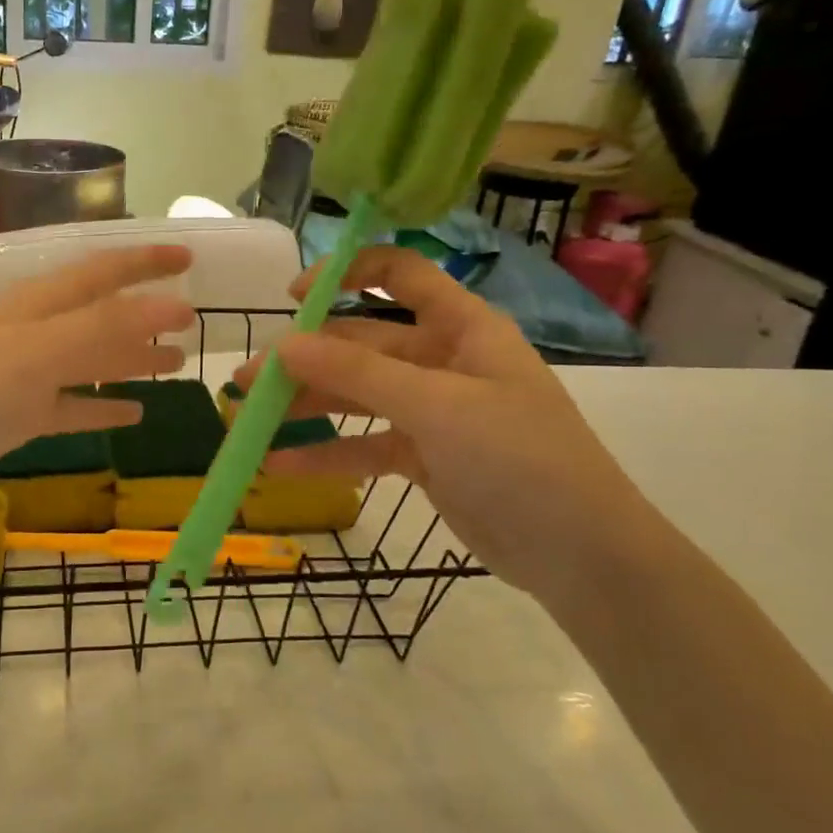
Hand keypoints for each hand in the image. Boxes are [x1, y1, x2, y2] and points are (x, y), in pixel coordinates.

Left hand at [0, 245, 194, 536]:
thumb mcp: (29, 356)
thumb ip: (100, 330)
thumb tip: (172, 305)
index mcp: (27, 308)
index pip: (97, 272)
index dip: (143, 261)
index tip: (189, 256)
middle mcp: (24, 334)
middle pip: (95, 315)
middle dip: (142, 312)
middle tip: (192, 318)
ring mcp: (15, 379)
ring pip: (85, 361)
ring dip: (128, 359)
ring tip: (174, 364)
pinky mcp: (8, 420)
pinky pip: (66, 407)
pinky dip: (99, 406)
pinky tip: (132, 415)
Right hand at [235, 246, 660, 601]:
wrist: (583, 557)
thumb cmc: (521, 459)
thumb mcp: (438, 407)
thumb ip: (359, 372)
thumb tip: (284, 342)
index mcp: (462, 327)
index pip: (400, 275)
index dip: (346, 274)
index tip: (293, 296)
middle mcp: (443, 360)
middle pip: (362, 343)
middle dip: (306, 358)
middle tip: (249, 380)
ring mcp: (432, 410)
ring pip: (357, 395)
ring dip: (307, 404)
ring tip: (250, 419)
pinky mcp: (423, 456)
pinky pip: (365, 444)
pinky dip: (327, 453)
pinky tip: (280, 466)